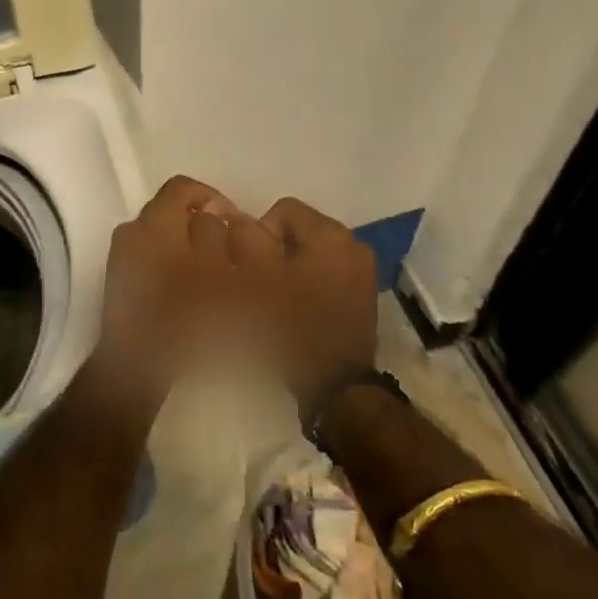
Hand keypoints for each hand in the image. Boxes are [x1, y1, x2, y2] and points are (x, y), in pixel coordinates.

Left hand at [92, 175, 278, 411]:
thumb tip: (218, 215)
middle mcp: (131, 232)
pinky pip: (151, 260)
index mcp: (154, 224)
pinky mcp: (118, 283)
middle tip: (230, 251)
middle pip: (171, 211)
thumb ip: (218, 235)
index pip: (182, 187)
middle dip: (202, 225)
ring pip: (163, 238)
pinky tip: (191, 293)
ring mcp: (120, 258)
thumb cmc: (185, 319)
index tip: (235, 221)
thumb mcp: (217, 273)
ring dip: (189, 248)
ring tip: (215, 275)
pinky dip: (172, 266)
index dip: (213, 198)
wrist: (136, 370)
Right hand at [247, 197, 378, 399]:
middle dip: (274, 251)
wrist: (335, 388)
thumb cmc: (291, 327)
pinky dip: (308, 284)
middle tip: (259, 285)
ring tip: (276, 299)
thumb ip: (243, 239)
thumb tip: (234, 217)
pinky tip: (296, 311)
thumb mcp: (255, 278)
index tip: (249, 268)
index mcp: (330, 234)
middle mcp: (353, 245)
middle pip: (298, 231)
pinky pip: (326, 275)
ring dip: (290, 268)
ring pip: (311, 254)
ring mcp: (362, 272)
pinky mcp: (363, 297)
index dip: (257, 234)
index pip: (283, 210)